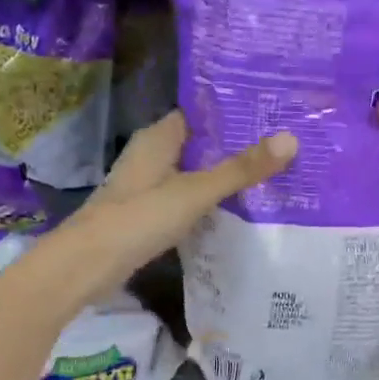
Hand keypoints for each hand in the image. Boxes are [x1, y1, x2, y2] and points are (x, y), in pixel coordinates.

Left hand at [64, 110, 296, 282]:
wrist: (87, 265)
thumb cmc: (139, 218)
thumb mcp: (196, 192)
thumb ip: (240, 169)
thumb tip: (291, 139)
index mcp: (158, 137)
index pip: (200, 114)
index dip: (233, 113)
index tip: (271, 115)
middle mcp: (151, 155)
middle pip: (199, 144)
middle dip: (234, 147)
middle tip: (280, 147)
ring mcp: (146, 186)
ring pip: (192, 173)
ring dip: (221, 175)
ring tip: (268, 176)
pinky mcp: (146, 214)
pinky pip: (184, 198)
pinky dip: (207, 201)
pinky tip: (234, 210)